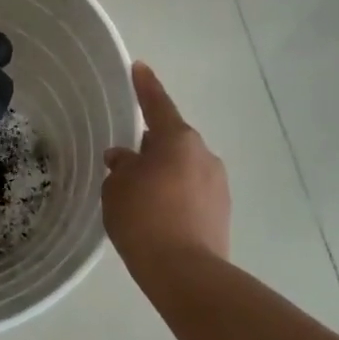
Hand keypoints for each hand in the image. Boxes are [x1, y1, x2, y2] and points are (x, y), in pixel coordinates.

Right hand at [102, 62, 230, 269]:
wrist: (184, 271)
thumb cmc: (143, 218)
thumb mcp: (117, 188)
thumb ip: (121, 167)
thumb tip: (125, 159)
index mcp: (178, 139)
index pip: (157, 105)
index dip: (145, 86)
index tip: (139, 68)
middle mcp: (203, 155)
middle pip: (172, 140)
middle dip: (151, 146)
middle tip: (126, 161)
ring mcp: (217, 184)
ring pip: (183, 168)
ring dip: (163, 174)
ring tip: (139, 197)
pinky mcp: (221, 212)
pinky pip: (191, 193)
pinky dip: (174, 196)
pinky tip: (157, 216)